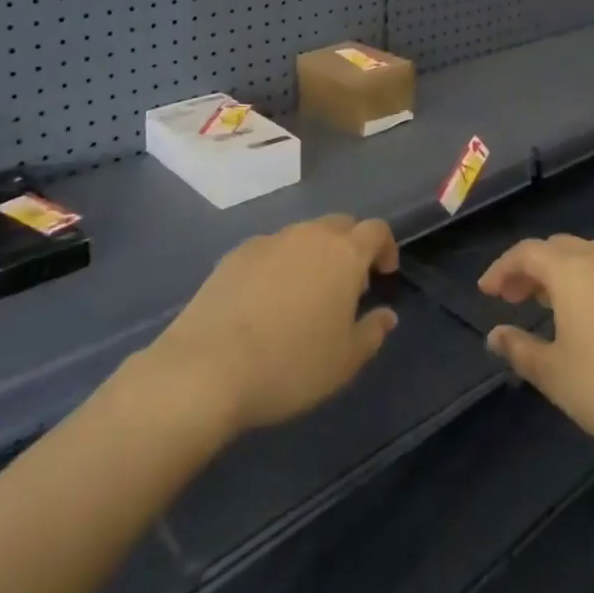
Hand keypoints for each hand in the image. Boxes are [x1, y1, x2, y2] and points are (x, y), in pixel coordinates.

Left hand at [152, 214, 400, 434]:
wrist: (207, 368)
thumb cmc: (290, 365)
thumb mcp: (344, 362)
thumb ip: (372, 332)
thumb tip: (386, 315)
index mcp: (343, 254)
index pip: (376, 230)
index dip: (385, 247)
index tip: (384, 274)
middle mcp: (309, 235)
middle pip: (340, 224)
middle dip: (351, 247)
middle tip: (347, 286)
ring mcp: (269, 241)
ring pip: (303, 236)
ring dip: (314, 255)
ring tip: (306, 296)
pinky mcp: (235, 254)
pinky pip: (270, 250)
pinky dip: (279, 265)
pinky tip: (266, 302)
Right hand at [480, 236, 593, 468]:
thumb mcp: (557, 375)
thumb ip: (520, 350)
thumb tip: (494, 334)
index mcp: (571, 271)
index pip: (526, 252)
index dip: (501, 268)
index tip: (484, 292)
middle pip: (555, 248)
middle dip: (528, 268)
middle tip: (509, 297)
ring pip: (581, 257)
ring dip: (556, 273)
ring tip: (541, 304)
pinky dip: (581, 281)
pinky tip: (581, 317)